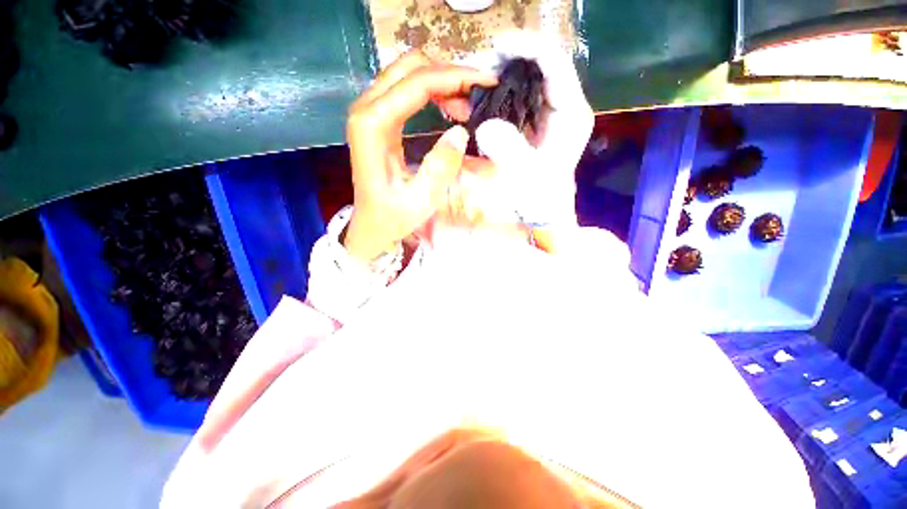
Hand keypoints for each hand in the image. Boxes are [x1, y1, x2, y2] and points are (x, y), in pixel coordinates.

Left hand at [344, 51, 496, 262]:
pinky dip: (433, 92)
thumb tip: (461, 131)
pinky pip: (406, 90)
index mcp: (372, 126)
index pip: (417, 83)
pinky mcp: (377, 118)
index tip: (487, 84)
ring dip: (442, 82)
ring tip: (467, 107)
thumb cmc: (392, 216)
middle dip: (450, 74)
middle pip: (410, 67)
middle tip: (477, 97)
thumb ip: (440, 167)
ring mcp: (369, 111)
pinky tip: (450, 109)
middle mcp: (365, 109)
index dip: (455, 78)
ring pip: (408, 73)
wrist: (372, 224)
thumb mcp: (420, 200)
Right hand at [473, 31, 594, 226]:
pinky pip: (520, 95)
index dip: (527, 46)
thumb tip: (485, 125)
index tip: (495, 46)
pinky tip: (485, 95)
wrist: (543, 210)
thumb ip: (509, 150)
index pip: (555, 62)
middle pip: (542, 63)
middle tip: (479, 64)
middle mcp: (565, 105)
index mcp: (571, 112)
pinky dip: (502, 89)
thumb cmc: (539, 197)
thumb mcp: (525, 176)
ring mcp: (551, 112)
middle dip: (510, 57)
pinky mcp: (536, 121)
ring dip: (504, 72)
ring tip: (478, 76)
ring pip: (530, 76)